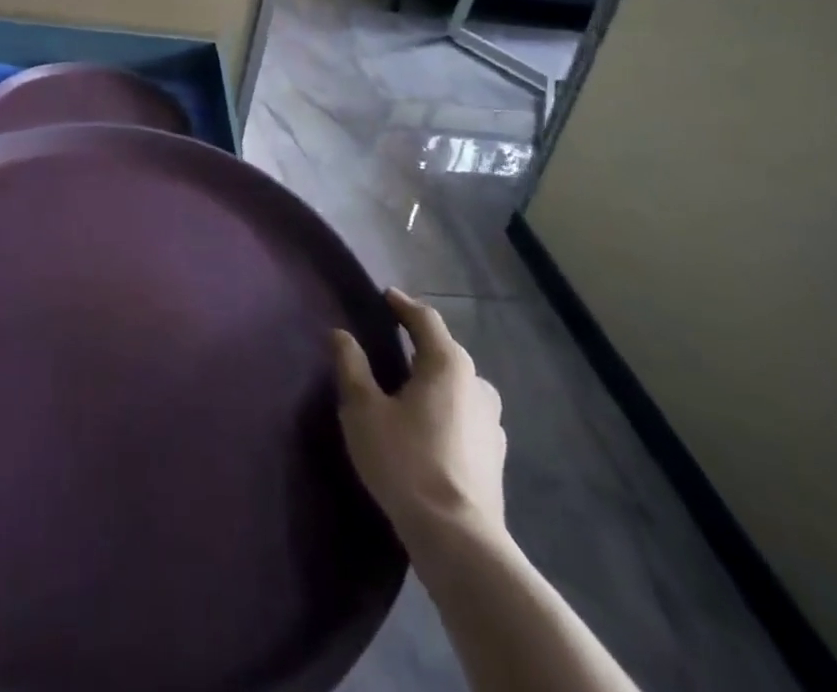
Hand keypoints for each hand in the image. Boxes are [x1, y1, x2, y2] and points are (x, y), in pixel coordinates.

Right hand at [334, 287, 507, 550]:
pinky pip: (467, 415)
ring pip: (460, 385)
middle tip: (393, 340)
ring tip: (410, 385)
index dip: (403, 305)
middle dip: (420, 342)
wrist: (459, 541)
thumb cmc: (406, 462)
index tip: (386, 296)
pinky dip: (447, 409)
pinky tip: (431, 426)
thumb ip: (351, 366)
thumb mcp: (363, 410)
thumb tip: (341, 334)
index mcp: (448, 364)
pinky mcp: (496, 457)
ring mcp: (493, 423)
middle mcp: (477, 384)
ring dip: (436, 378)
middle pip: (445, 351)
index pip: (425, 319)